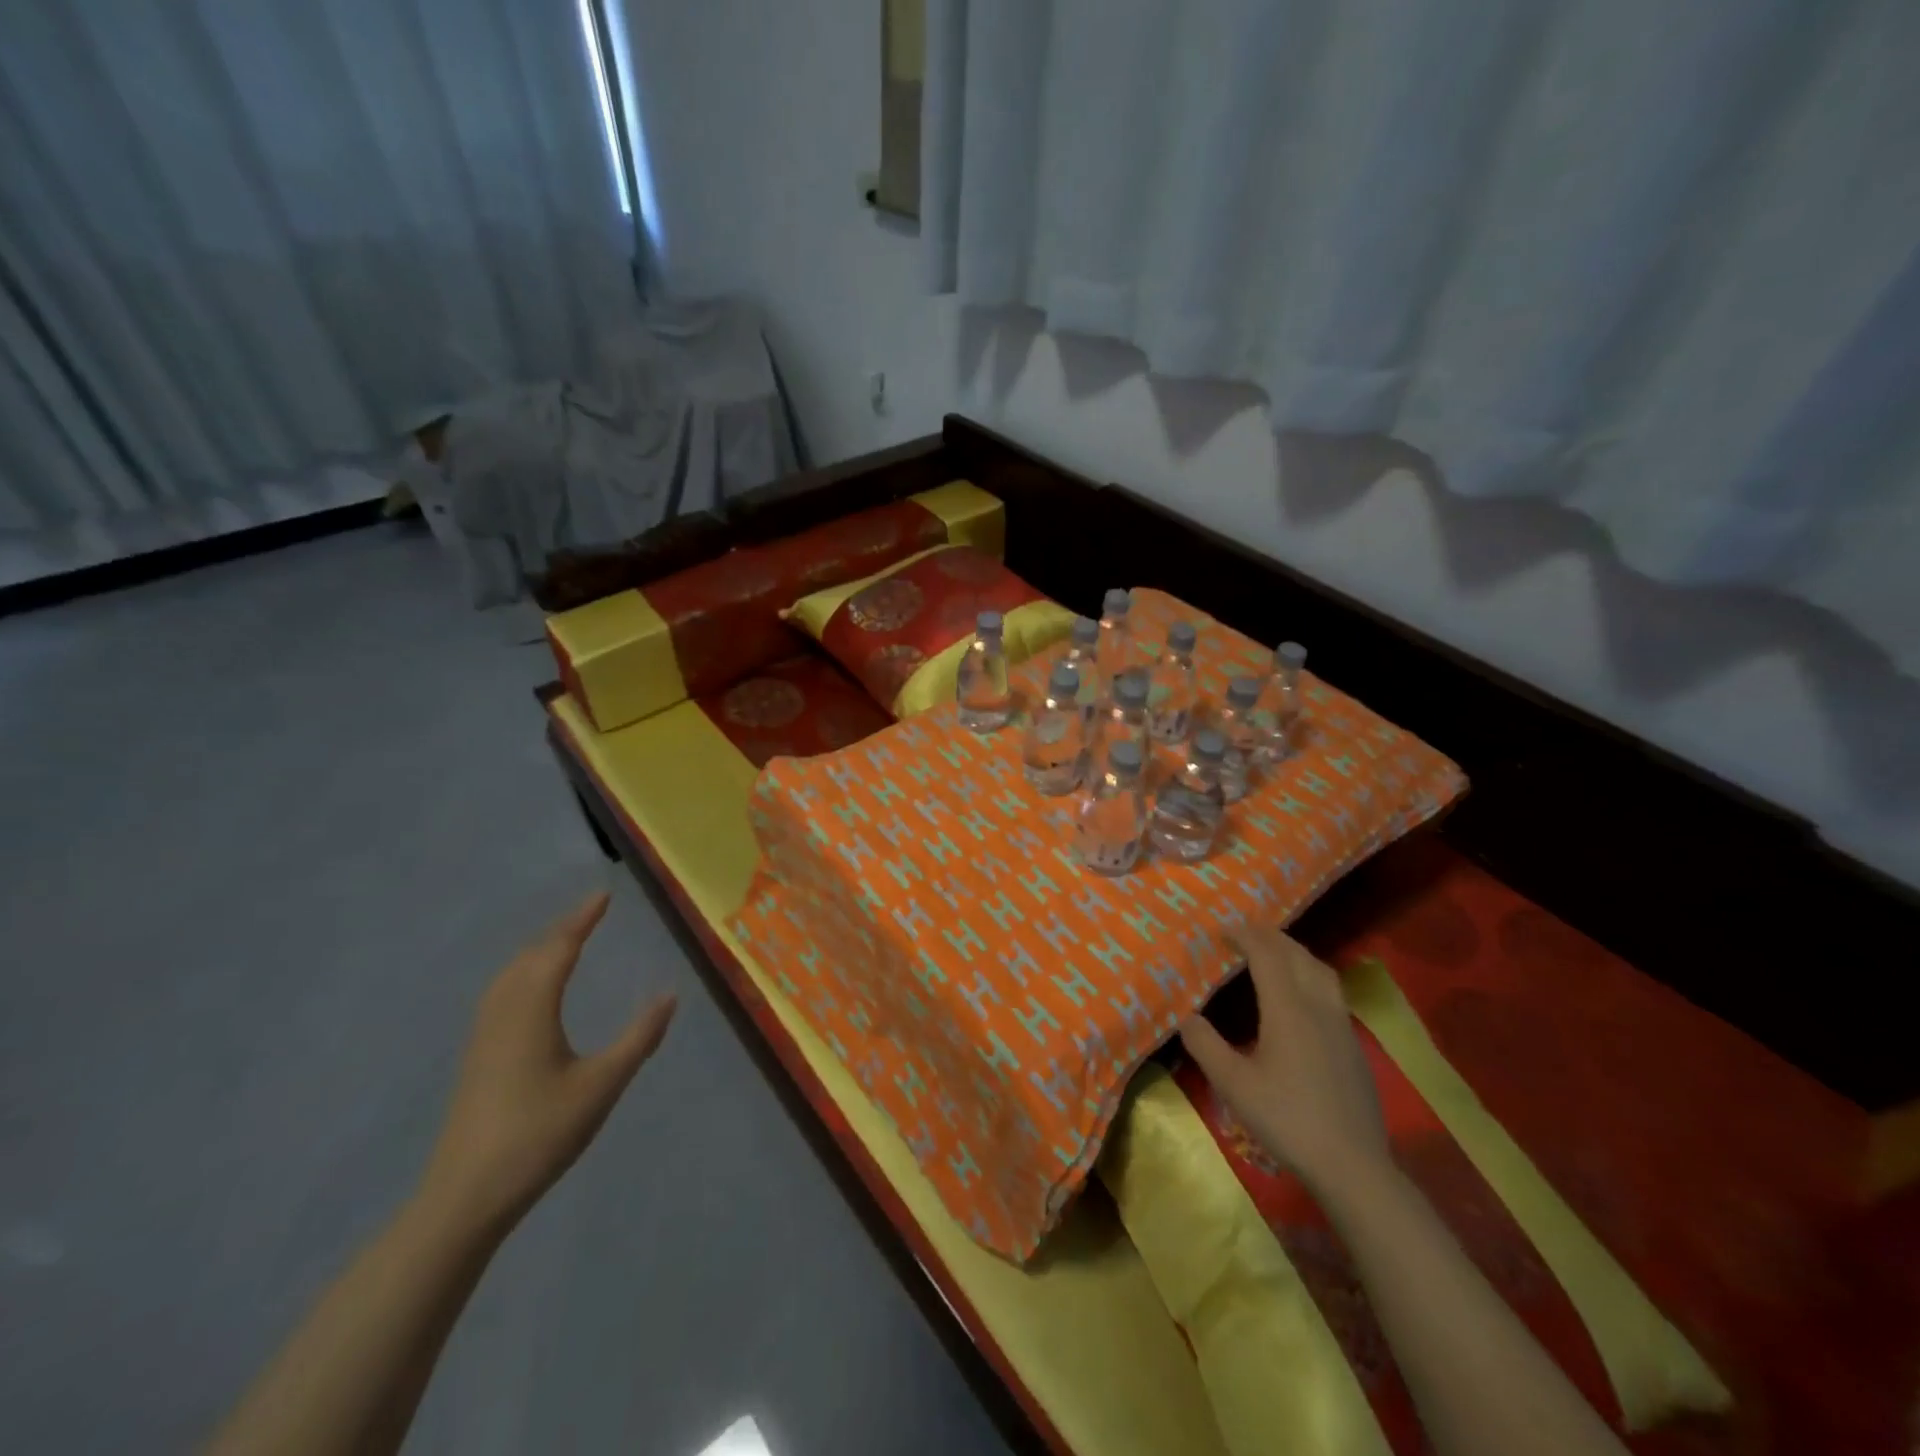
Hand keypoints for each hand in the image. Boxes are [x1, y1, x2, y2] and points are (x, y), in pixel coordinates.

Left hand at [420, 892, 676, 1234]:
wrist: (465, 1197)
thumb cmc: (539, 1135)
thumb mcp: (602, 1086)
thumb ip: (639, 1038)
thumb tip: (669, 995)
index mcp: (531, 1011)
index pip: (558, 950)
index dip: (581, 920)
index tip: (603, 895)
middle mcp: (503, 1014)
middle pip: (530, 956)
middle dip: (561, 930)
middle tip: (591, 913)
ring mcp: (483, 1037)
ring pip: (510, 975)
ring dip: (538, 950)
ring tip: (565, 941)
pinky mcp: (477, 1058)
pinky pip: (501, 994)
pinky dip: (523, 973)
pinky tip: (532, 991)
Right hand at [1180, 924, 1387, 1192]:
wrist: (1353, 1165)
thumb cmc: (1287, 1119)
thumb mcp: (1233, 1085)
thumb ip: (1205, 1045)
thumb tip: (1187, 1016)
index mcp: (1287, 1008)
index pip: (1266, 954)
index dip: (1244, 934)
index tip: (1222, 928)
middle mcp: (1317, 1006)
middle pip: (1297, 954)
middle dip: (1269, 937)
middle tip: (1244, 933)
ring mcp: (1342, 1025)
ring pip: (1320, 970)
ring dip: (1295, 953)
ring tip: (1274, 955)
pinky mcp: (1354, 1045)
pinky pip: (1331, 992)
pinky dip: (1310, 976)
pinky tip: (1300, 998)